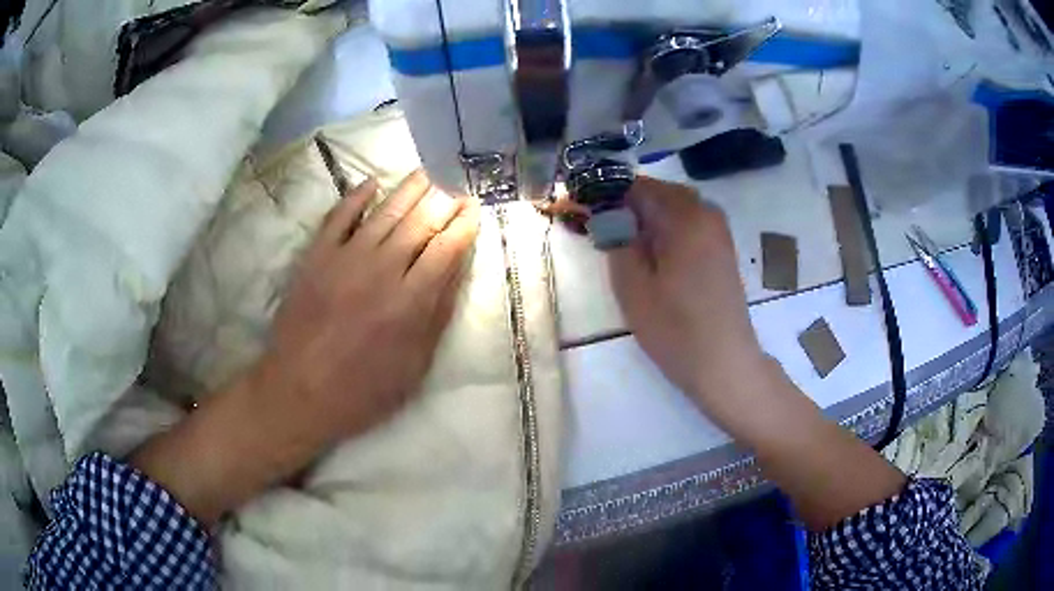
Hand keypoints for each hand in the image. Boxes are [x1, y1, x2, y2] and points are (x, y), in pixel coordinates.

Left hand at [258, 170, 478, 443]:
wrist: (299, 391)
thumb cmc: (363, 391)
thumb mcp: (414, 367)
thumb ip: (437, 316)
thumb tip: (456, 271)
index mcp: (410, 302)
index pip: (446, 249)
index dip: (464, 225)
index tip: (475, 208)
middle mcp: (381, 270)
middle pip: (419, 222)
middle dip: (443, 199)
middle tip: (455, 182)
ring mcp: (345, 258)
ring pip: (384, 212)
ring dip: (408, 188)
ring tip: (426, 172)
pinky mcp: (316, 256)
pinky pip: (339, 216)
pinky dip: (356, 196)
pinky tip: (372, 183)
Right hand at [607, 176, 766, 412]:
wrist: (724, 362)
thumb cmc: (676, 329)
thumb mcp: (632, 287)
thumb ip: (616, 241)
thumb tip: (606, 212)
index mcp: (684, 216)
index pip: (637, 186)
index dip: (608, 195)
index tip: (587, 214)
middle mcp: (706, 213)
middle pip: (659, 193)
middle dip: (630, 206)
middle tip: (607, 235)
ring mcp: (719, 230)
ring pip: (675, 207)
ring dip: (649, 218)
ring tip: (628, 248)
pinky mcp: (723, 247)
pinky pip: (689, 223)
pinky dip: (668, 229)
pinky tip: (656, 257)